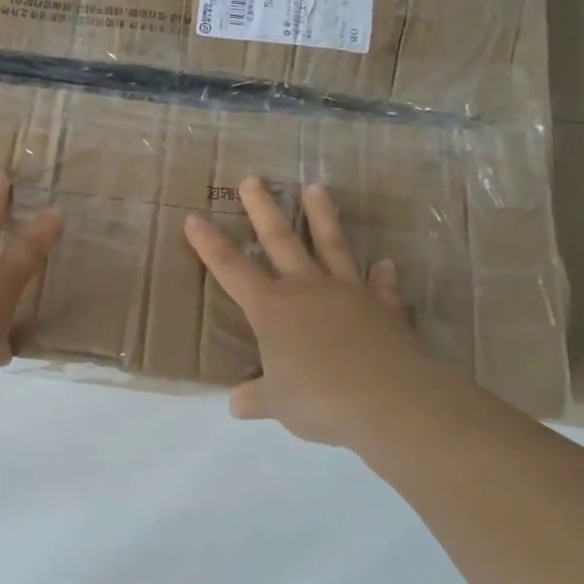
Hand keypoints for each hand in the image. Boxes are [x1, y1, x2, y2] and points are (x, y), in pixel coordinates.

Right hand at [184, 177, 445, 449]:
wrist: (389, 401)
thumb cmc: (319, 399)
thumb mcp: (276, 403)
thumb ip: (256, 397)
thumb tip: (238, 403)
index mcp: (271, 309)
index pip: (231, 269)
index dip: (209, 245)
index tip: (194, 218)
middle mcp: (306, 290)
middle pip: (280, 240)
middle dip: (262, 209)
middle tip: (253, 180)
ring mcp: (348, 294)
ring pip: (332, 246)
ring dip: (323, 216)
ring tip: (317, 187)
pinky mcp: (384, 308)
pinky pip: (381, 287)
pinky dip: (382, 275)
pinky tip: (385, 263)